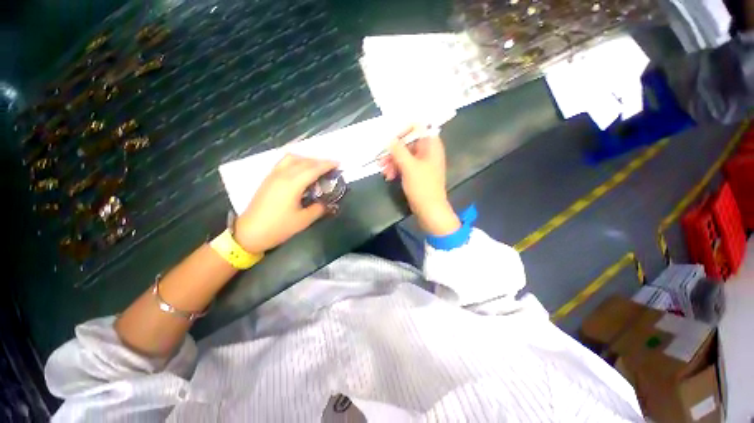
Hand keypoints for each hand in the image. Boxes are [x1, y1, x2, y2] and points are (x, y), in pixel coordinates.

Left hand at [234, 154, 337, 253]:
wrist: (249, 233)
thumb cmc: (278, 227)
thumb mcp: (303, 220)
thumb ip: (318, 209)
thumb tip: (327, 203)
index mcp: (292, 184)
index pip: (313, 169)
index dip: (327, 165)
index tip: (338, 164)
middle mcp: (282, 175)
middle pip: (304, 161)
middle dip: (319, 161)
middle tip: (331, 167)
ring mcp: (273, 175)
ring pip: (292, 158)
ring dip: (307, 159)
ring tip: (316, 167)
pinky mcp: (268, 179)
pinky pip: (284, 162)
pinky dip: (296, 161)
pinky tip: (300, 170)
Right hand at [381, 130, 460, 236]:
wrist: (429, 210)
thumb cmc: (422, 186)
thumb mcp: (409, 166)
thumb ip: (398, 150)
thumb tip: (389, 139)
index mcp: (431, 145)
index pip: (418, 128)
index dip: (404, 131)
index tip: (391, 140)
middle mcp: (428, 152)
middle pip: (408, 143)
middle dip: (393, 151)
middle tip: (381, 159)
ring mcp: (422, 163)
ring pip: (404, 156)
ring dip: (392, 161)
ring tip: (383, 171)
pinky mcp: (417, 174)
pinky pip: (405, 166)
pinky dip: (396, 169)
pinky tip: (389, 177)